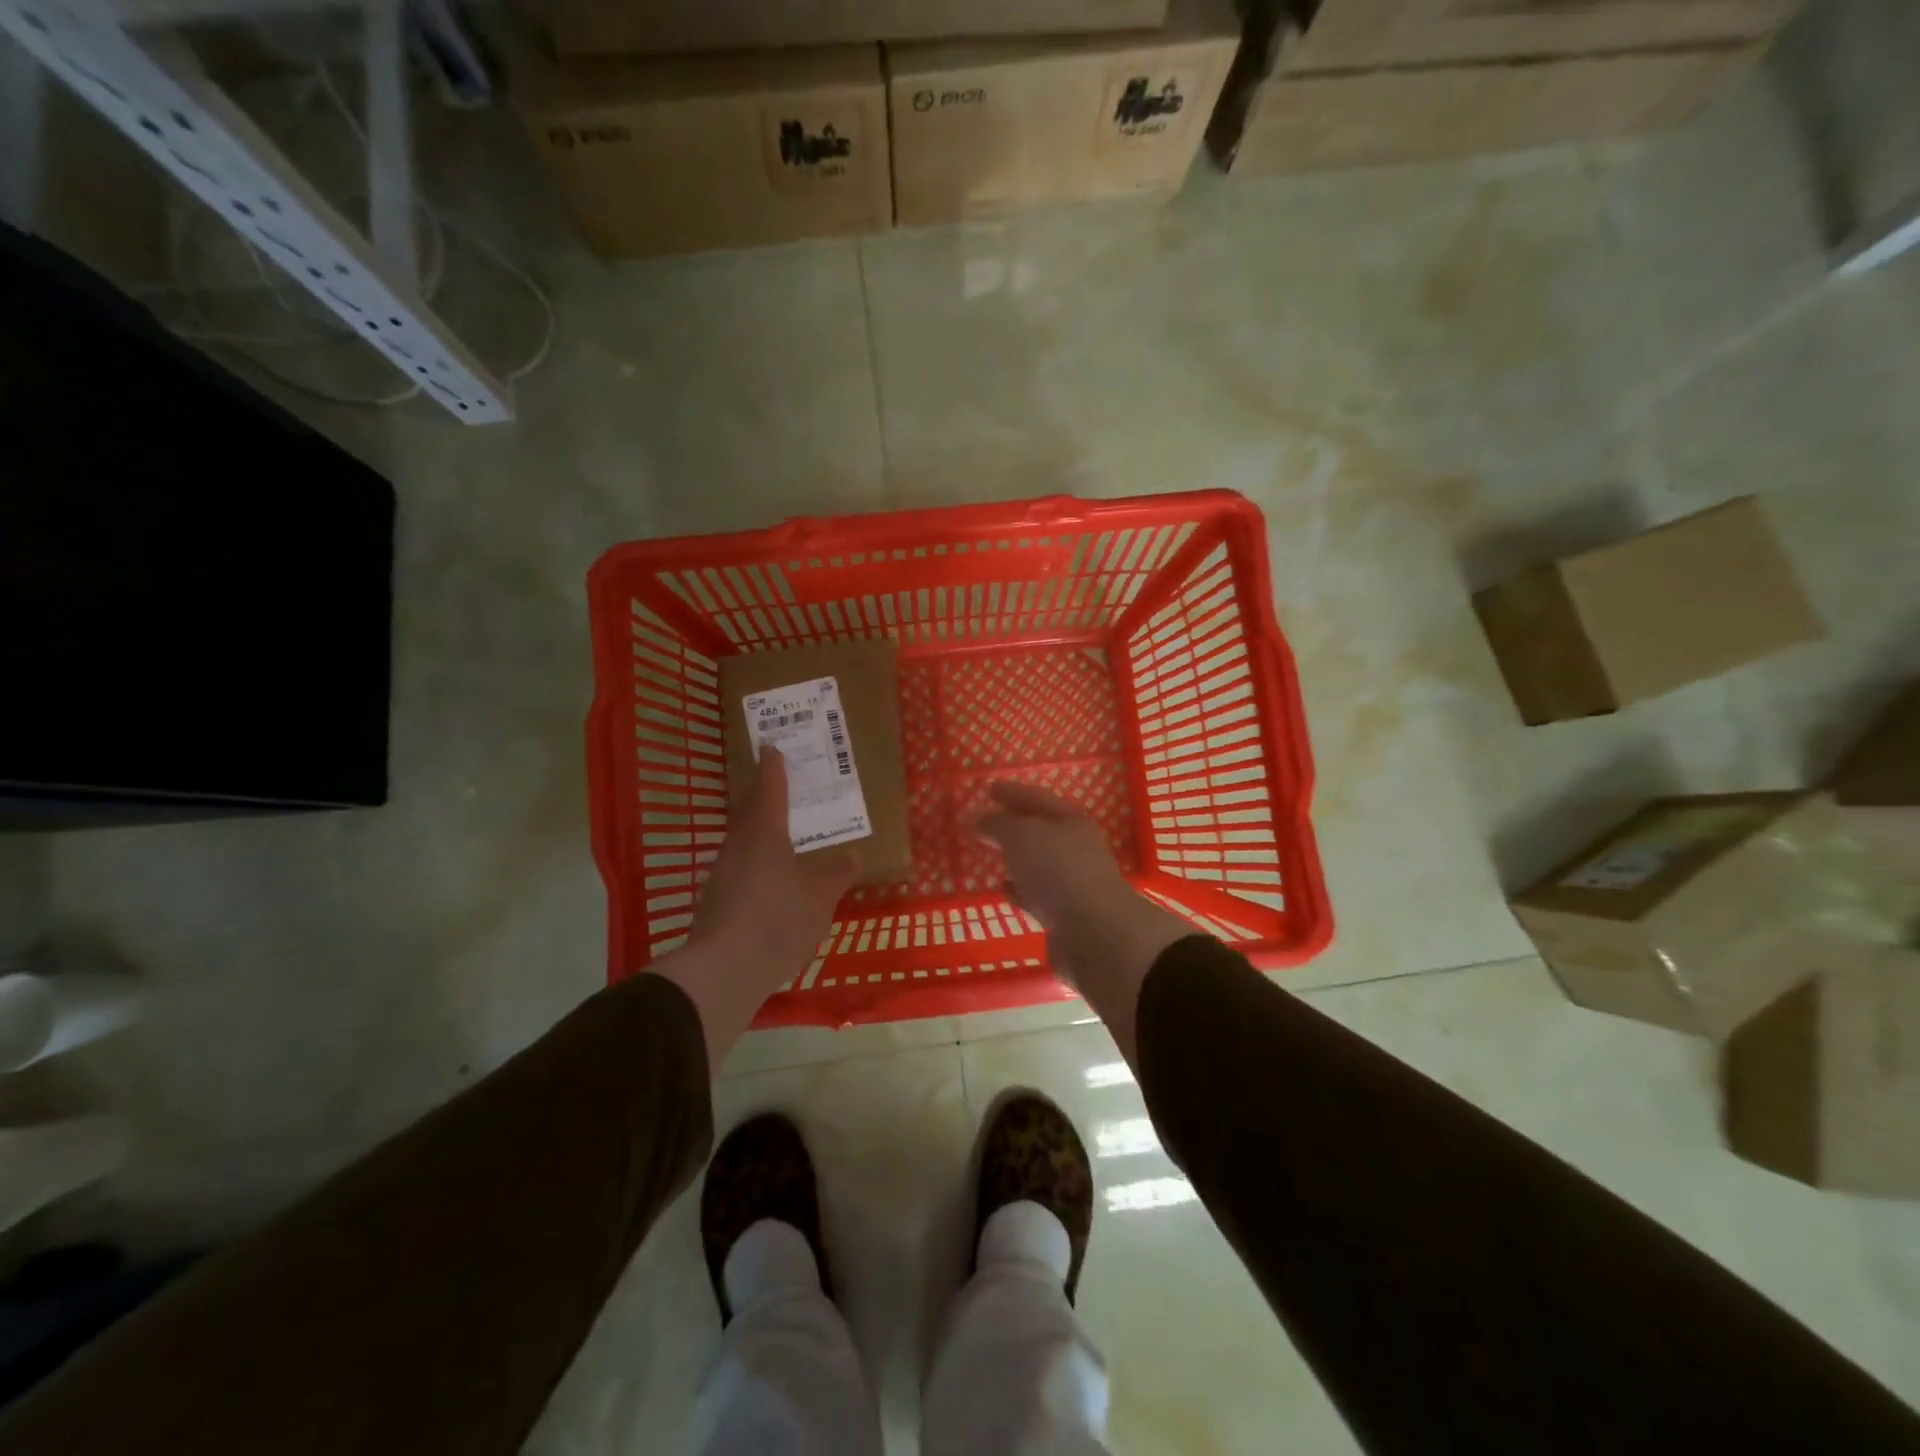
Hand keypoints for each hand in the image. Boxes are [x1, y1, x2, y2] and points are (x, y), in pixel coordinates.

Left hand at [649, 749, 858, 1066]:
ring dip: (759, 834)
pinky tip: (769, 883)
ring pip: (743, 843)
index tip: (771, 747)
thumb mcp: (821, 896)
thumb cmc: (778, 919)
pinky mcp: (715, 903)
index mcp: (765, 833)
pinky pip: (740, 871)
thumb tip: (852, 855)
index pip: (771, 789)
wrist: (724, 970)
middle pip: (750, 813)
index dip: (773, 768)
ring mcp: (722, 875)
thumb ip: (837, 873)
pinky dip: (756, 867)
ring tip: (780, 836)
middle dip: (763, 798)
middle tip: (778, 787)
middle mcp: (739, 846)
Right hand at [978, 782, 1191, 1061]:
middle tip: (985, 823)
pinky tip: (1003, 888)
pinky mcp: (1066, 914)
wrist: (1094, 934)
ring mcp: (1073, 882)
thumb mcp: (1022, 836)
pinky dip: (1020, 889)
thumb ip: (999, 824)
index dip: (1012, 792)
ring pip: (1038, 863)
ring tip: (991, 855)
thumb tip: (982, 821)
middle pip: (1040, 830)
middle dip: (1013, 825)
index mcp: (1071, 821)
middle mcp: (1076, 848)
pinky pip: (1037, 894)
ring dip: (1017, 859)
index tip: (989, 788)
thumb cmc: (1058, 871)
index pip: (1037, 798)